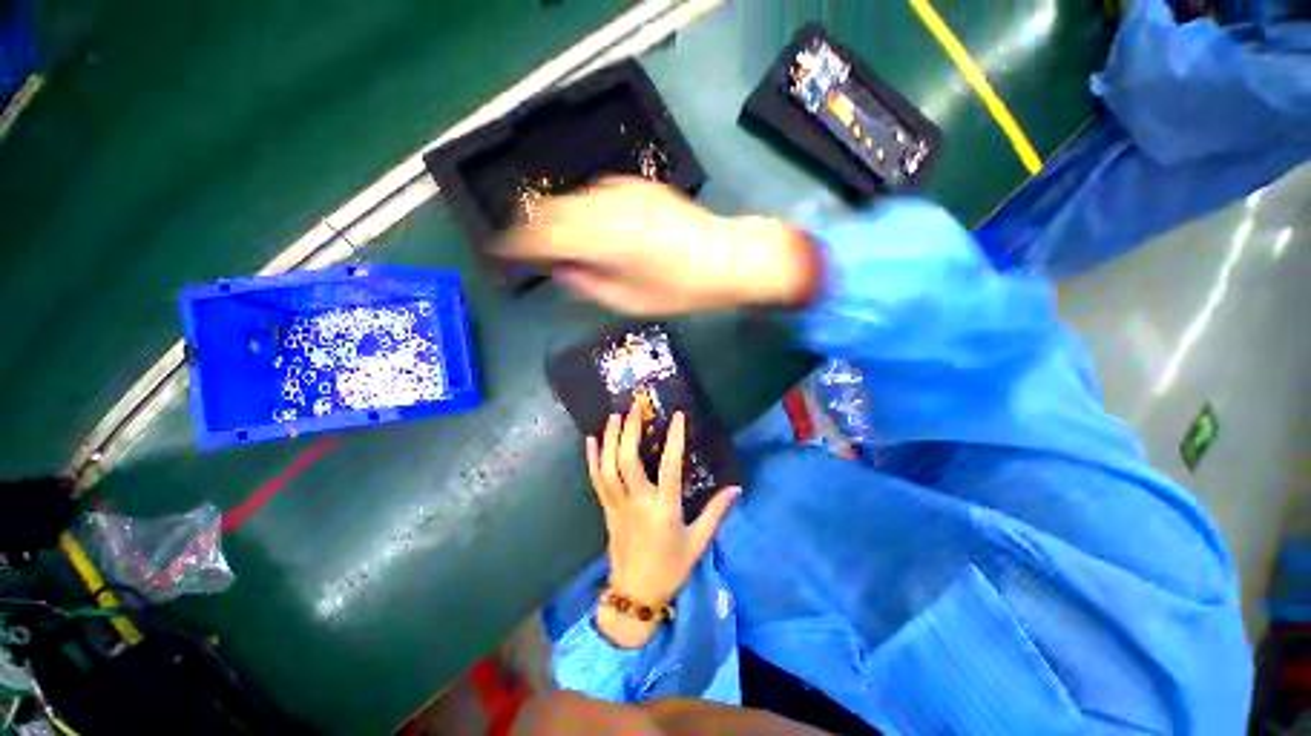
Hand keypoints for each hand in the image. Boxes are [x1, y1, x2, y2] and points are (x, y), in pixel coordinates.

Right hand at [497, 177, 818, 314]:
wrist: (727, 258)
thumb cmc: (682, 290)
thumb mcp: (631, 302)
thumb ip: (589, 284)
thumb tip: (561, 270)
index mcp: (604, 239)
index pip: (544, 235)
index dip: (518, 243)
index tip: (502, 252)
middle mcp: (607, 207)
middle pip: (552, 210)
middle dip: (532, 228)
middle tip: (525, 249)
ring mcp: (624, 192)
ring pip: (572, 199)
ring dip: (555, 217)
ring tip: (551, 240)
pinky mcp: (639, 187)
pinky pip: (595, 194)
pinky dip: (581, 209)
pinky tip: (586, 226)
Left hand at [587, 404, 739, 648]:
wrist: (636, 595)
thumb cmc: (671, 568)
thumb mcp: (698, 542)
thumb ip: (716, 512)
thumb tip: (737, 488)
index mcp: (664, 510)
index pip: (670, 467)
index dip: (674, 438)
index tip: (677, 415)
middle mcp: (638, 503)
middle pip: (629, 462)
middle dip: (630, 431)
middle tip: (634, 408)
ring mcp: (618, 506)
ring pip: (608, 468)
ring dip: (610, 440)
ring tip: (614, 416)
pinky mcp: (606, 510)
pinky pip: (596, 481)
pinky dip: (592, 459)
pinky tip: (591, 440)